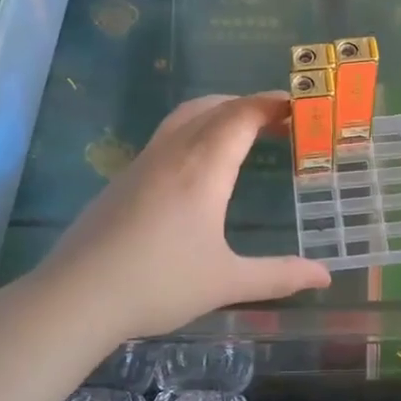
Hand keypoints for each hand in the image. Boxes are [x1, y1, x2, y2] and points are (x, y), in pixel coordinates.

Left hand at [33, 93, 330, 339]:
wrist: (76, 297)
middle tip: (278, 120)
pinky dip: (196, 131)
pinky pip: (167, 136)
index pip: (242, 115)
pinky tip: (199, 166)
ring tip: (242, 133)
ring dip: (218, 113)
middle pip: (214, 107)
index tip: (298, 105)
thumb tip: (324, 276)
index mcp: (203, 167)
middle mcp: (174, 153)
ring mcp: (143, 163)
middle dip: (248, 104)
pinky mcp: (124, 178)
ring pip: (185, 117)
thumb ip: (278, 276)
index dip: (271, 104)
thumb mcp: (226, 282)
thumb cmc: (158, 283)